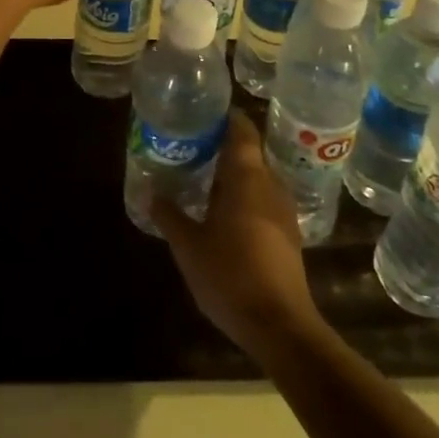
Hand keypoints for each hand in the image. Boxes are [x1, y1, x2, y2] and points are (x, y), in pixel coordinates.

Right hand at [151, 112, 324, 358]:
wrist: (280, 325)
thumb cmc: (230, 275)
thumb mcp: (189, 246)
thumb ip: (169, 215)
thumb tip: (151, 192)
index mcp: (247, 177)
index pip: (241, 129)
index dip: (224, 117)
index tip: (201, 112)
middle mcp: (270, 184)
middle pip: (248, 152)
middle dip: (221, 146)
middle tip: (190, 146)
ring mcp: (283, 210)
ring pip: (256, 177)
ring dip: (232, 174)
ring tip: (200, 176)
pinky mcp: (287, 233)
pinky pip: (263, 199)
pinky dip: (243, 196)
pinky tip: (221, 212)